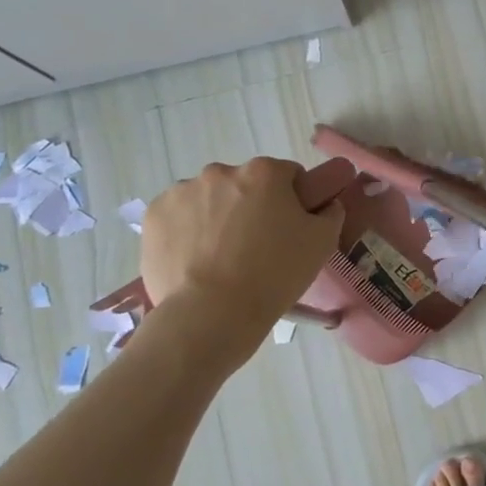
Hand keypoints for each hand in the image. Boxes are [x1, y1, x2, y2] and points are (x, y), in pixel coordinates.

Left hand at [140, 158, 344, 323]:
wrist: (212, 314)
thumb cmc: (274, 274)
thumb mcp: (322, 244)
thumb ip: (330, 213)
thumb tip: (325, 204)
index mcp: (265, 172)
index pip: (288, 175)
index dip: (293, 201)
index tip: (290, 229)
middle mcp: (221, 171)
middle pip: (245, 185)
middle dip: (252, 207)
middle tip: (257, 247)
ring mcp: (182, 191)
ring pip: (209, 200)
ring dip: (218, 217)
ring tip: (222, 259)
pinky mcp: (155, 216)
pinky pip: (179, 217)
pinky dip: (187, 231)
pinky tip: (196, 260)